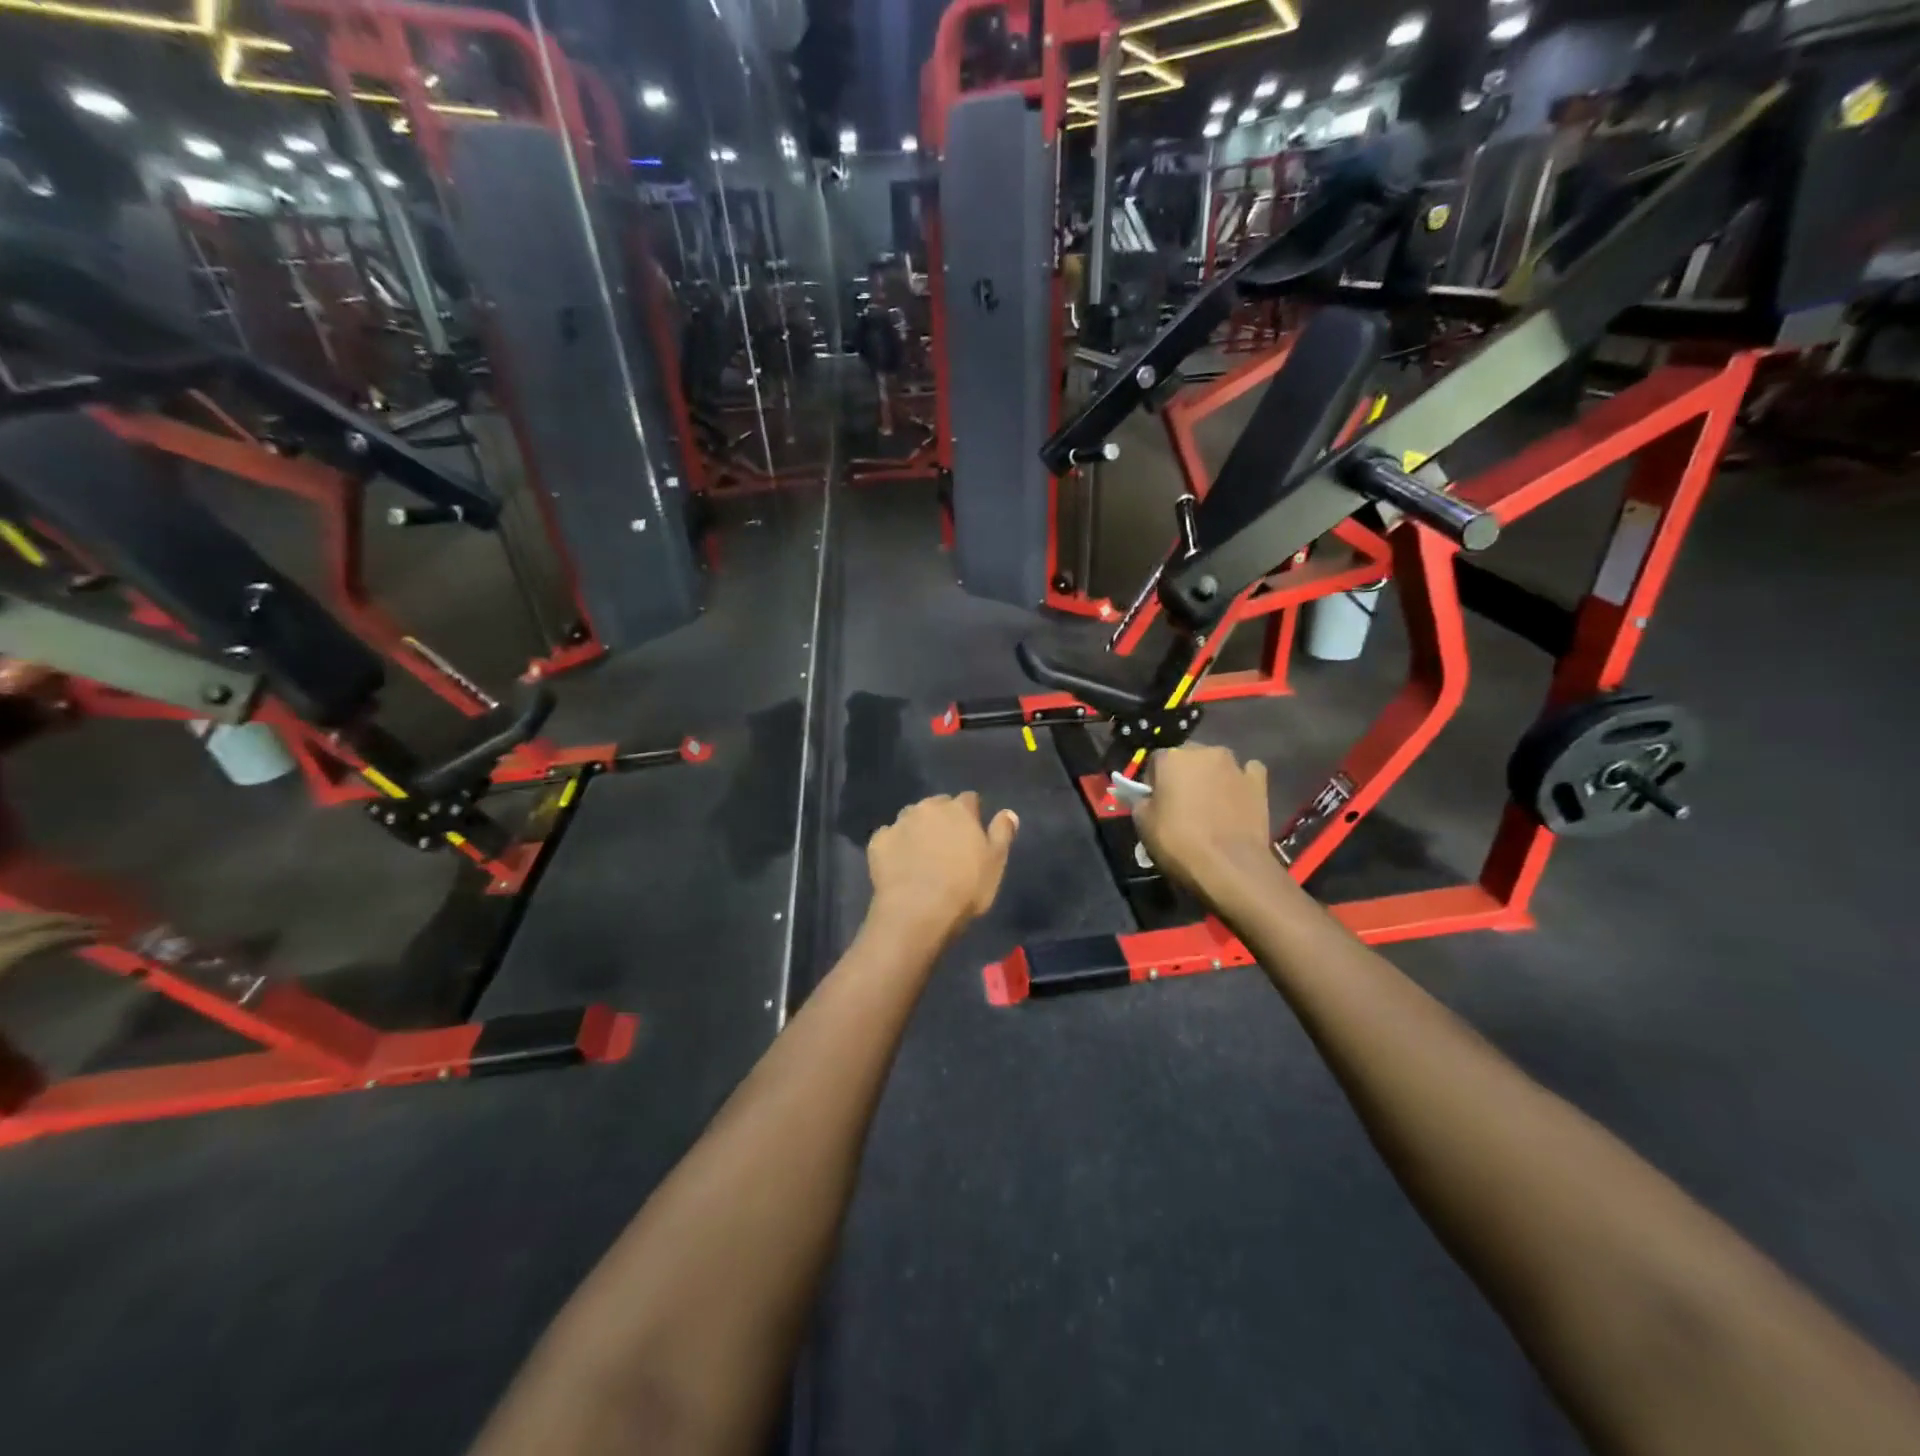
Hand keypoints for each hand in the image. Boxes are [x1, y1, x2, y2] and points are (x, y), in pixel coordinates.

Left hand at [867, 793, 1018, 940]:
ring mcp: (899, 823)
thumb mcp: (995, 863)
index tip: (973, 831)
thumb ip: (1002, 833)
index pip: (969, 799)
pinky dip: (894, 845)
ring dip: (917, 828)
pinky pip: (888, 836)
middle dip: (942, 818)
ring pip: (911, 817)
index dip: (971, 813)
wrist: (917, 912)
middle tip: (946, 844)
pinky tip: (899, 864)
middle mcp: (927, 808)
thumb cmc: (964, 888)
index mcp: (959, 810)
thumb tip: (1008, 812)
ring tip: (921, 853)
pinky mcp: (878, 841)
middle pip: (937, 804)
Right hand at [1135, 745, 1280, 904]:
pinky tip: (1236, 801)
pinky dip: (1239, 783)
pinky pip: (1246, 774)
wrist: (1230, 866)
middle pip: (1187, 758)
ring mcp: (1235, 765)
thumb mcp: (1143, 824)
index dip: (1153, 782)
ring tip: (1210, 806)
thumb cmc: (1179, 842)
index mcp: (1171, 757)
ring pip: (1216, 764)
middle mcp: (1204, 751)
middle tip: (1181, 804)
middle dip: (1183, 775)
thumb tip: (1148, 798)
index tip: (1154, 803)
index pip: (1155, 761)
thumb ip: (1142, 801)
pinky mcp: (1259, 782)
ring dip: (1211, 777)